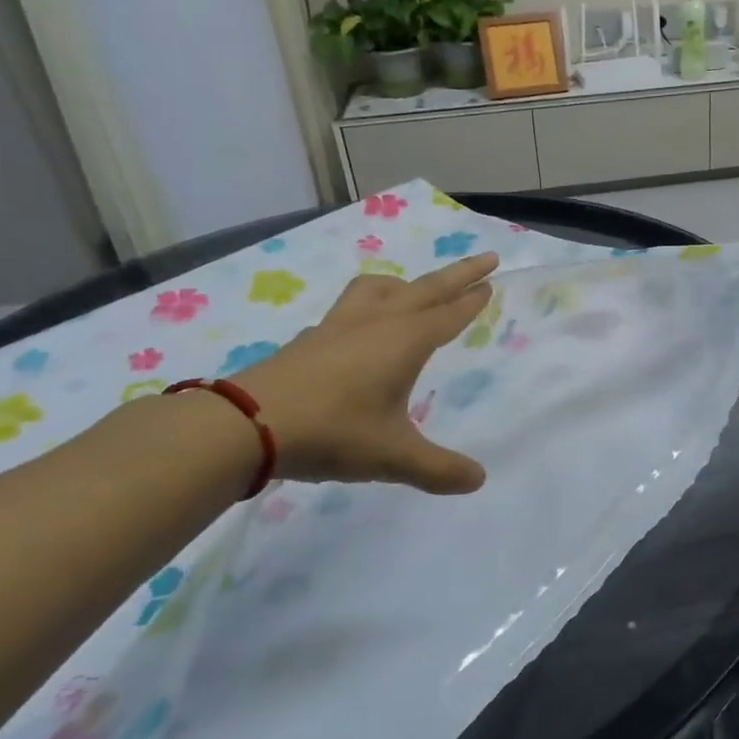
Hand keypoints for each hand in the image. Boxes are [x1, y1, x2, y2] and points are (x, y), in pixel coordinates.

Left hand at [230, 254, 497, 492]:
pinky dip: (371, 304)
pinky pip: (351, 306)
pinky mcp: (312, 337)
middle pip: (426, 288)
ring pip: (381, 289)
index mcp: (406, 341)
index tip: (490, 281)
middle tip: (487, 259)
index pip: (449, 313)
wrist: (248, 424)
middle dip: (459, 274)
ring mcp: (340, 325)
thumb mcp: (393, 457)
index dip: (472, 299)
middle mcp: (377, 322)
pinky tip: (362, 328)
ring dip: (407, 283)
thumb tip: (478, 480)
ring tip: (416, 290)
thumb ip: (439, 468)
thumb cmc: (333, 432)